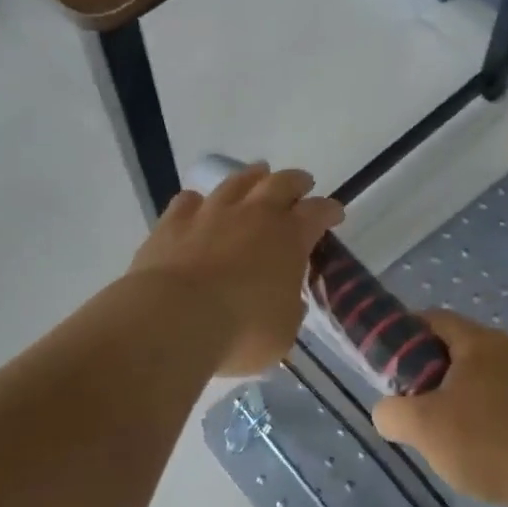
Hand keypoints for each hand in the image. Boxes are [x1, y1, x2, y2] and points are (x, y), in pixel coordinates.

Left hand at [128, 163, 343, 376]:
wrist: (174, 320)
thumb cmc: (241, 332)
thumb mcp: (283, 332)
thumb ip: (289, 308)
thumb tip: (286, 298)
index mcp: (289, 238)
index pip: (318, 213)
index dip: (329, 211)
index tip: (335, 213)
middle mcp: (253, 214)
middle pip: (281, 183)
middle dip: (296, 182)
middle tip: (302, 183)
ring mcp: (210, 213)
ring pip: (236, 182)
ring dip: (252, 177)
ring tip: (258, 174)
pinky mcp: (172, 222)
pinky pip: (188, 200)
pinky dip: (199, 201)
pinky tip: (198, 204)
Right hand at [373, 310, 507, 506]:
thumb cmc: (487, 443)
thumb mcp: (422, 428)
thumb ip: (391, 412)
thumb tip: (388, 411)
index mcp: (480, 342)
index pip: (433, 319)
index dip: (403, 335)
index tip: (387, 366)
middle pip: (456, 350)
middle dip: (428, 373)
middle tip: (411, 405)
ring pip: (479, 378)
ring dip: (455, 398)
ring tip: (443, 434)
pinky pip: (502, 401)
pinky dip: (482, 416)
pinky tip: (478, 449)